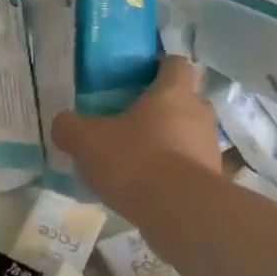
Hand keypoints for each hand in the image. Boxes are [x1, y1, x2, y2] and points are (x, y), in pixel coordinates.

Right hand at [52, 56, 221, 216]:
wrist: (180, 212)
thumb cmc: (136, 160)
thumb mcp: (88, 141)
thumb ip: (70, 127)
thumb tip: (63, 125)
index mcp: (173, 92)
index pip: (176, 63)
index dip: (159, 66)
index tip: (138, 78)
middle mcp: (199, 113)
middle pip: (184, 100)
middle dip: (161, 109)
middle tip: (130, 122)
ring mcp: (211, 148)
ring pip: (188, 136)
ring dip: (168, 143)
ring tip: (137, 161)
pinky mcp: (213, 182)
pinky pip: (190, 169)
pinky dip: (173, 174)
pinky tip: (148, 189)